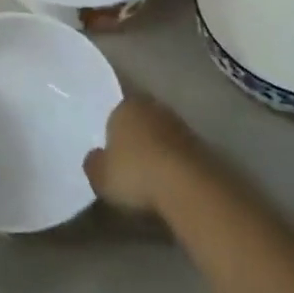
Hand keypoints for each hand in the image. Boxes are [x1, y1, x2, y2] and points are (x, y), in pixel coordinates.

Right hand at [84, 94, 203, 215]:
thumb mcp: (100, 177)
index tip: (111, 155)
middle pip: (139, 120)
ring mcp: (178, 123)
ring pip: (160, 133)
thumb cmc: (136, 174)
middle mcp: (152, 107)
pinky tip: (170, 181)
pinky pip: (178, 150)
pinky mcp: (200, 143)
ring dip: (157, 149)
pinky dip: (174, 162)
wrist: (188, 186)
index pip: (114, 114)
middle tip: (129, 163)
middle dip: (135, 138)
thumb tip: (94, 157)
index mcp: (124, 106)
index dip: (111, 135)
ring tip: (151, 175)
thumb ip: (93, 164)